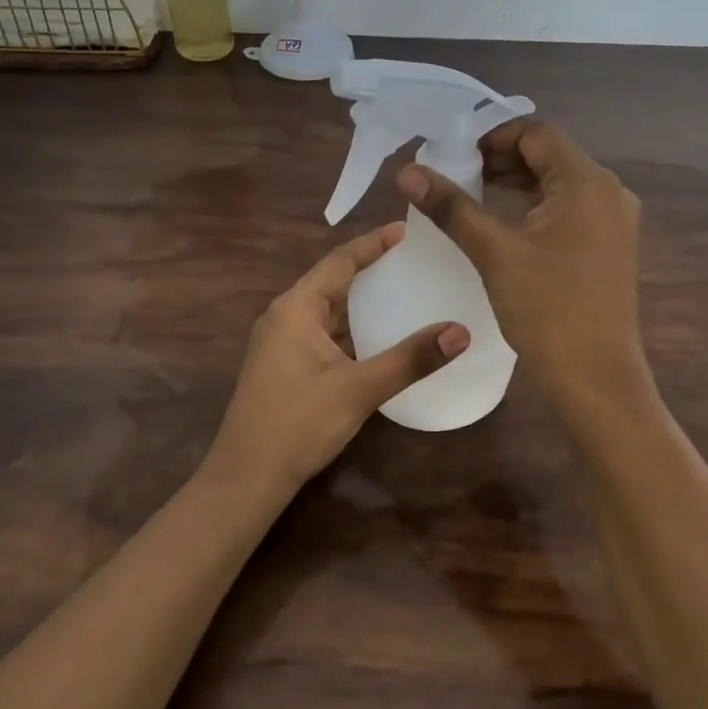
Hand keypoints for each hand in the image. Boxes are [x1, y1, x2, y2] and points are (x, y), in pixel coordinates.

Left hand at [209, 224, 470, 494]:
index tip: (406, 230)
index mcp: (295, 308)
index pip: (340, 261)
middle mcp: (283, 316)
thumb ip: (410, 359)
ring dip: (359, 301)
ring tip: (400, 291)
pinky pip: (320, 332)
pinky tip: (374, 338)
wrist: (246, 477)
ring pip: (325, 309)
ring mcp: (279, 342)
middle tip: (411, 260)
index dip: (373, 244)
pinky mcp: (281, 365)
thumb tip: (461, 331)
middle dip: (368, 269)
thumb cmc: (299, 424)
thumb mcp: (359, 389)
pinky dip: (349, 328)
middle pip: (331, 281)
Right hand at [397, 119, 645, 401]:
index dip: (491, 135)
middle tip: (455, 171)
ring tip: (470, 192)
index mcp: (587, 182)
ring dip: (516, 182)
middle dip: (501, 158)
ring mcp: (614, 221)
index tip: (452, 152)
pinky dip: (534, 206)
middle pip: (549, 155)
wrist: (595, 378)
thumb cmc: (547, 310)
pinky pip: (569, 209)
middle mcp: (608, 192)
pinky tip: (503, 221)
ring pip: (558, 183)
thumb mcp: (494, 252)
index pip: (536, 133)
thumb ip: (451, 206)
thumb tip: (407, 171)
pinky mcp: (609, 245)